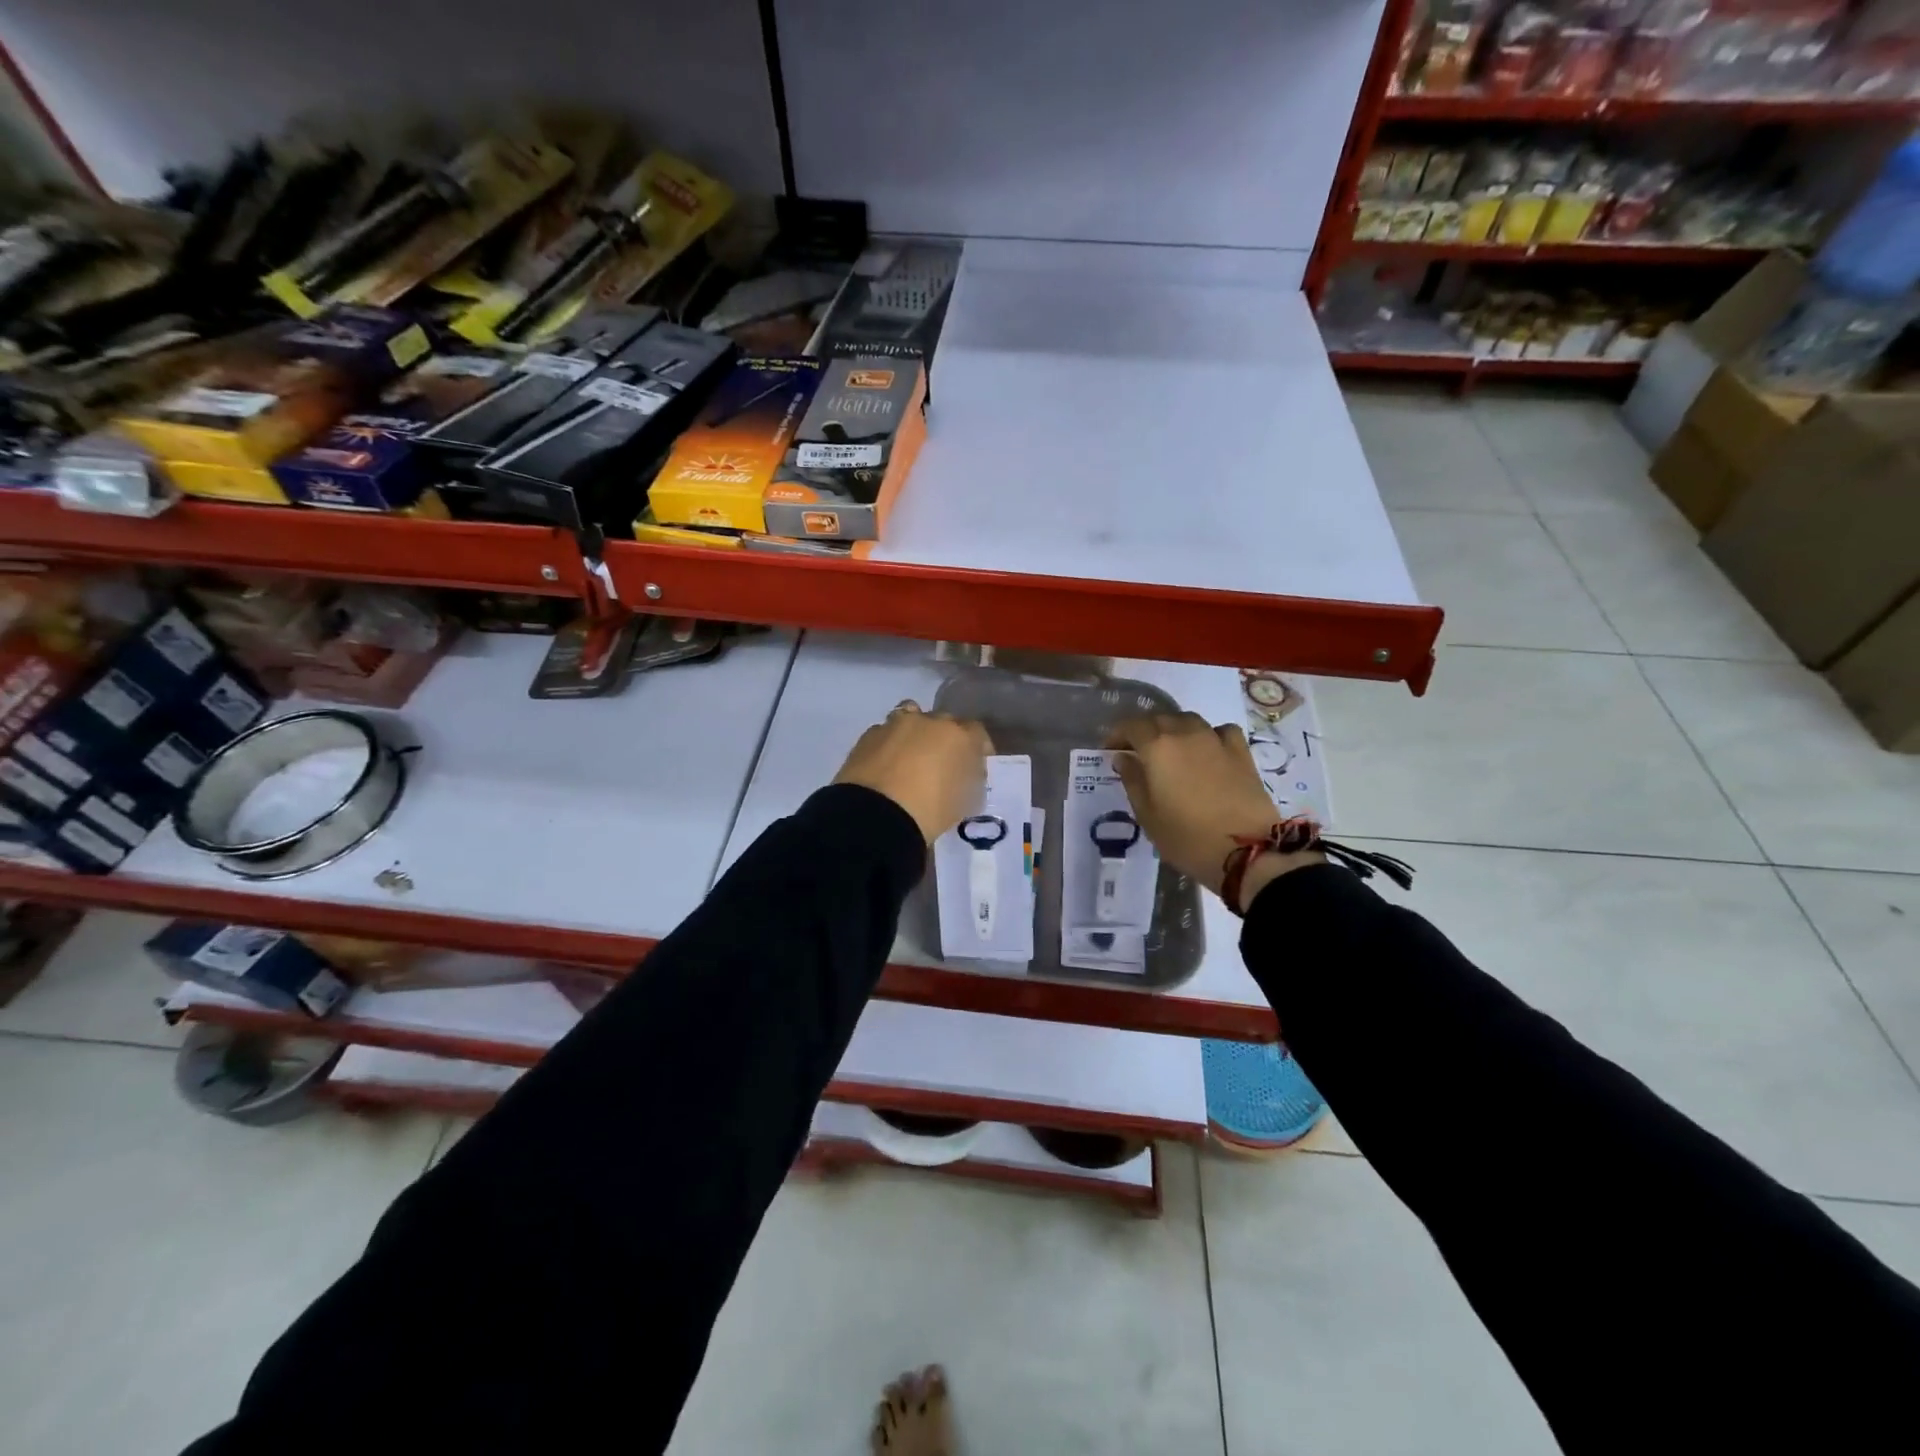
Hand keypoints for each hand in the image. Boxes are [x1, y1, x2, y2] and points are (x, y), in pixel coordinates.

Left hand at [836, 702, 993, 843]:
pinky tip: (885, 764)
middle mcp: (930, 722)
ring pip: (911, 716)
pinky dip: (889, 744)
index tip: (975, 765)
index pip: (977, 732)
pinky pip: (885, 732)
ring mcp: (896, 724)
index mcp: (960, 736)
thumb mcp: (964, 804)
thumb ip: (971, 781)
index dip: (978, 748)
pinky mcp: (869, 735)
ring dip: (915, 732)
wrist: (876, 815)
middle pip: (944, 722)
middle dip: (945, 738)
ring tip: (910, 756)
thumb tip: (968, 774)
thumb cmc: (930, 811)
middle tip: (940, 763)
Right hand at [1107, 714, 1322, 909]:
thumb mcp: (1147, 815)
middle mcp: (1185, 734)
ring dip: (1174, 729)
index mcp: (1157, 747)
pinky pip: (1219, 731)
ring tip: (1171, 749)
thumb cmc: (1186, 837)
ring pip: (1189, 720)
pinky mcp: (1241, 752)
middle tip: (1138, 751)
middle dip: (1144, 731)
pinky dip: (1208, 735)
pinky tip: (1208, 750)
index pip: (1131, 726)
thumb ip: (1132, 781)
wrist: (1246, 850)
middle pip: (1160, 719)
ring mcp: (1216, 740)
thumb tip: (1123, 758)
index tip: (1111, 749)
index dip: (1117, 735)